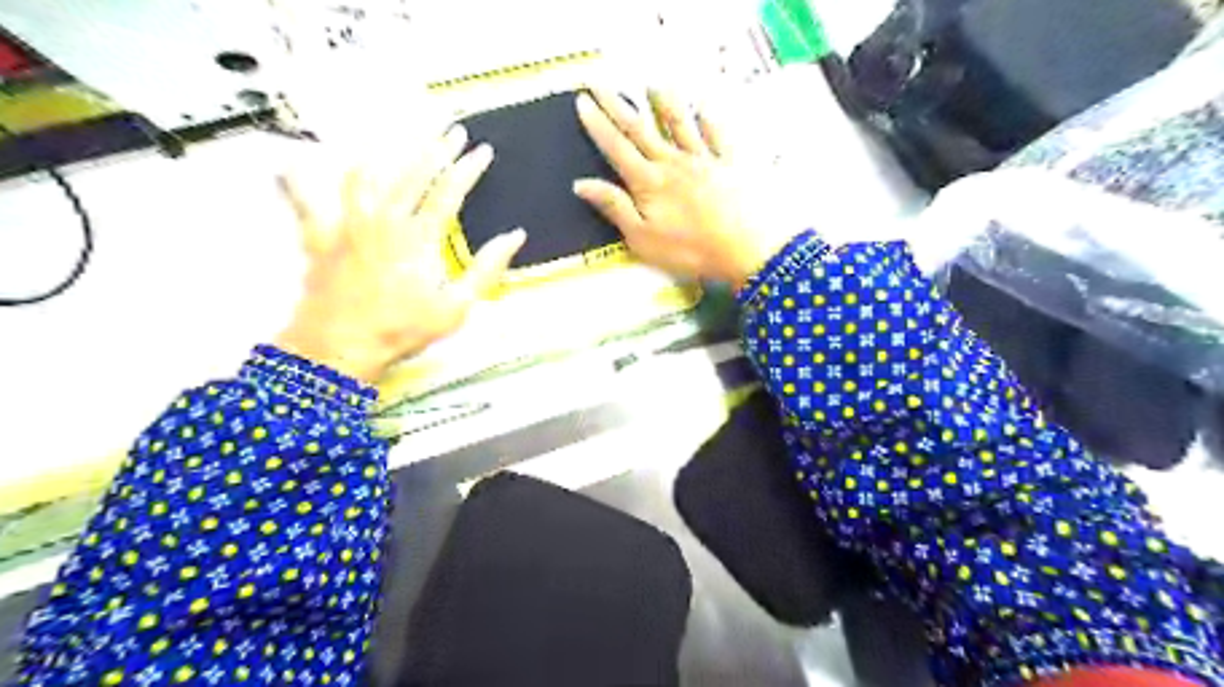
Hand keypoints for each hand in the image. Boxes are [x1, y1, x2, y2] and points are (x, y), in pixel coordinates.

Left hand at [277, 125, 525, 382]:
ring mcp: (349, 225)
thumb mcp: (458, 306)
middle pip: (413, 173)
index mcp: (419, 236)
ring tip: (399, 143)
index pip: (450, 190)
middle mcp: (384, 220)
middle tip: (452, 132)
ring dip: (386, 155)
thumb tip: (514, 237)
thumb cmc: (402, 328)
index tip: (482, 151)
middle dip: (436, 147)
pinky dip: (300, 181)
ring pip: (367, 175)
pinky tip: (294, 164)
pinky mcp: (320, 237)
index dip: (468, 167)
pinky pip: (305, 200)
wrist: (342, 344)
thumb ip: (487, 268)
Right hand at [575, 86, 805, 289]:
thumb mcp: (643, 238)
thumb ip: (615, 208)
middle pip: (641, 129)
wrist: (746, 248)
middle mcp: (673, 162)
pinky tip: (703, 108)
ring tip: (652, 85)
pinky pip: (717, 135)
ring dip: (663, 103)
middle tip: (601, 83)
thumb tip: (581, 184)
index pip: (616, 147)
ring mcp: (703, 159)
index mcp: (649, 182)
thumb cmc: (690, 250)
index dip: (598, 124)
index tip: (583, 101)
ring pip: (679, 124)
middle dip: (618, 106)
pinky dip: (708, 119)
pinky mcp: (730, 164)